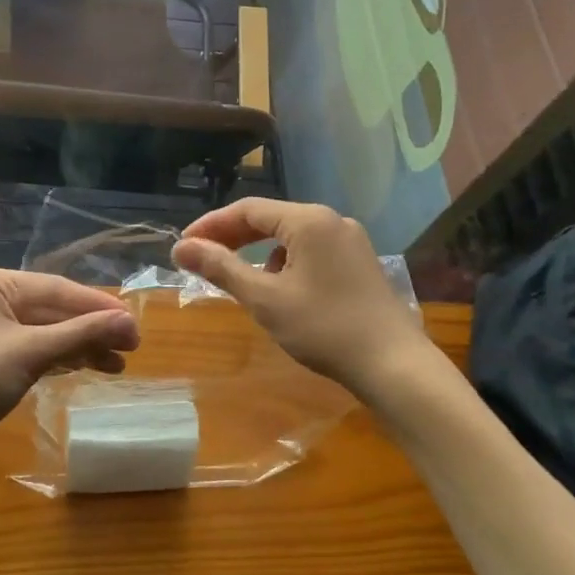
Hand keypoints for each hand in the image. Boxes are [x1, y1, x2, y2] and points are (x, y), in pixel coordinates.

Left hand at [0, 268, 138, 447]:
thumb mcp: (30, 352)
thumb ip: (81, 333)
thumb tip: (130, 321)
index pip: (57, 289)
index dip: (98, 305)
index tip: (133, 322)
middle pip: (54, 309)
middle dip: (92, 328)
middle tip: (132, 345)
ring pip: (48, 330)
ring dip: (82, 345)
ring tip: (118, 364)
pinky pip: (37, 347)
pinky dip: (62, 357)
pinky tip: (90, 366)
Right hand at [172, 200, 425, 396]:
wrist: (394, 365)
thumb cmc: (324, 328)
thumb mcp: (265, 299)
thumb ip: (222, 268)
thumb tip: (181, 248)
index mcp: (309, 220)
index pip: (248, 210)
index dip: (211, 225)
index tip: (183, 246)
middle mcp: (332, 220)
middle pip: (271, 219)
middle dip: (233, 238)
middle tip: (200, 259)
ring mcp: (351, 241)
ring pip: (291, 237)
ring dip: (259, 253)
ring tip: (240, 281)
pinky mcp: (360, 263)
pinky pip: (311, 252)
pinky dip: (286, 264)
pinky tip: (282, 292)